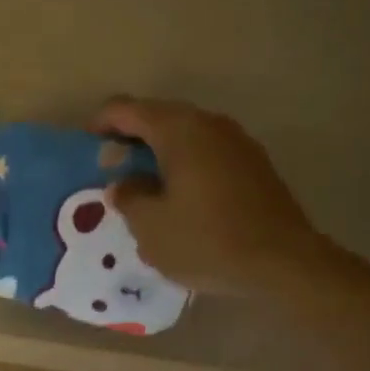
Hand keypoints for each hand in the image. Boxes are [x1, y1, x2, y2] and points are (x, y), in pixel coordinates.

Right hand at [94, 96, 330, 295]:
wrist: (283, 262)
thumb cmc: (206, 241)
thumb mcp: (149, 226)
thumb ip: (128, 197)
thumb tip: (123, 184)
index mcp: (178, 130)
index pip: (125, 108)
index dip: (100, 124)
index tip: (86, 150)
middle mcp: (209, 124)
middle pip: (157, 117)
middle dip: (129, 140)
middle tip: (111, 172)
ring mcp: (237, 141)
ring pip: (184, 136)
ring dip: (158, 154)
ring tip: (142, 188)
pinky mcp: (253, 164)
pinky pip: (206, 153)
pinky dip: (184, 166)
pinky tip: (178, 199)